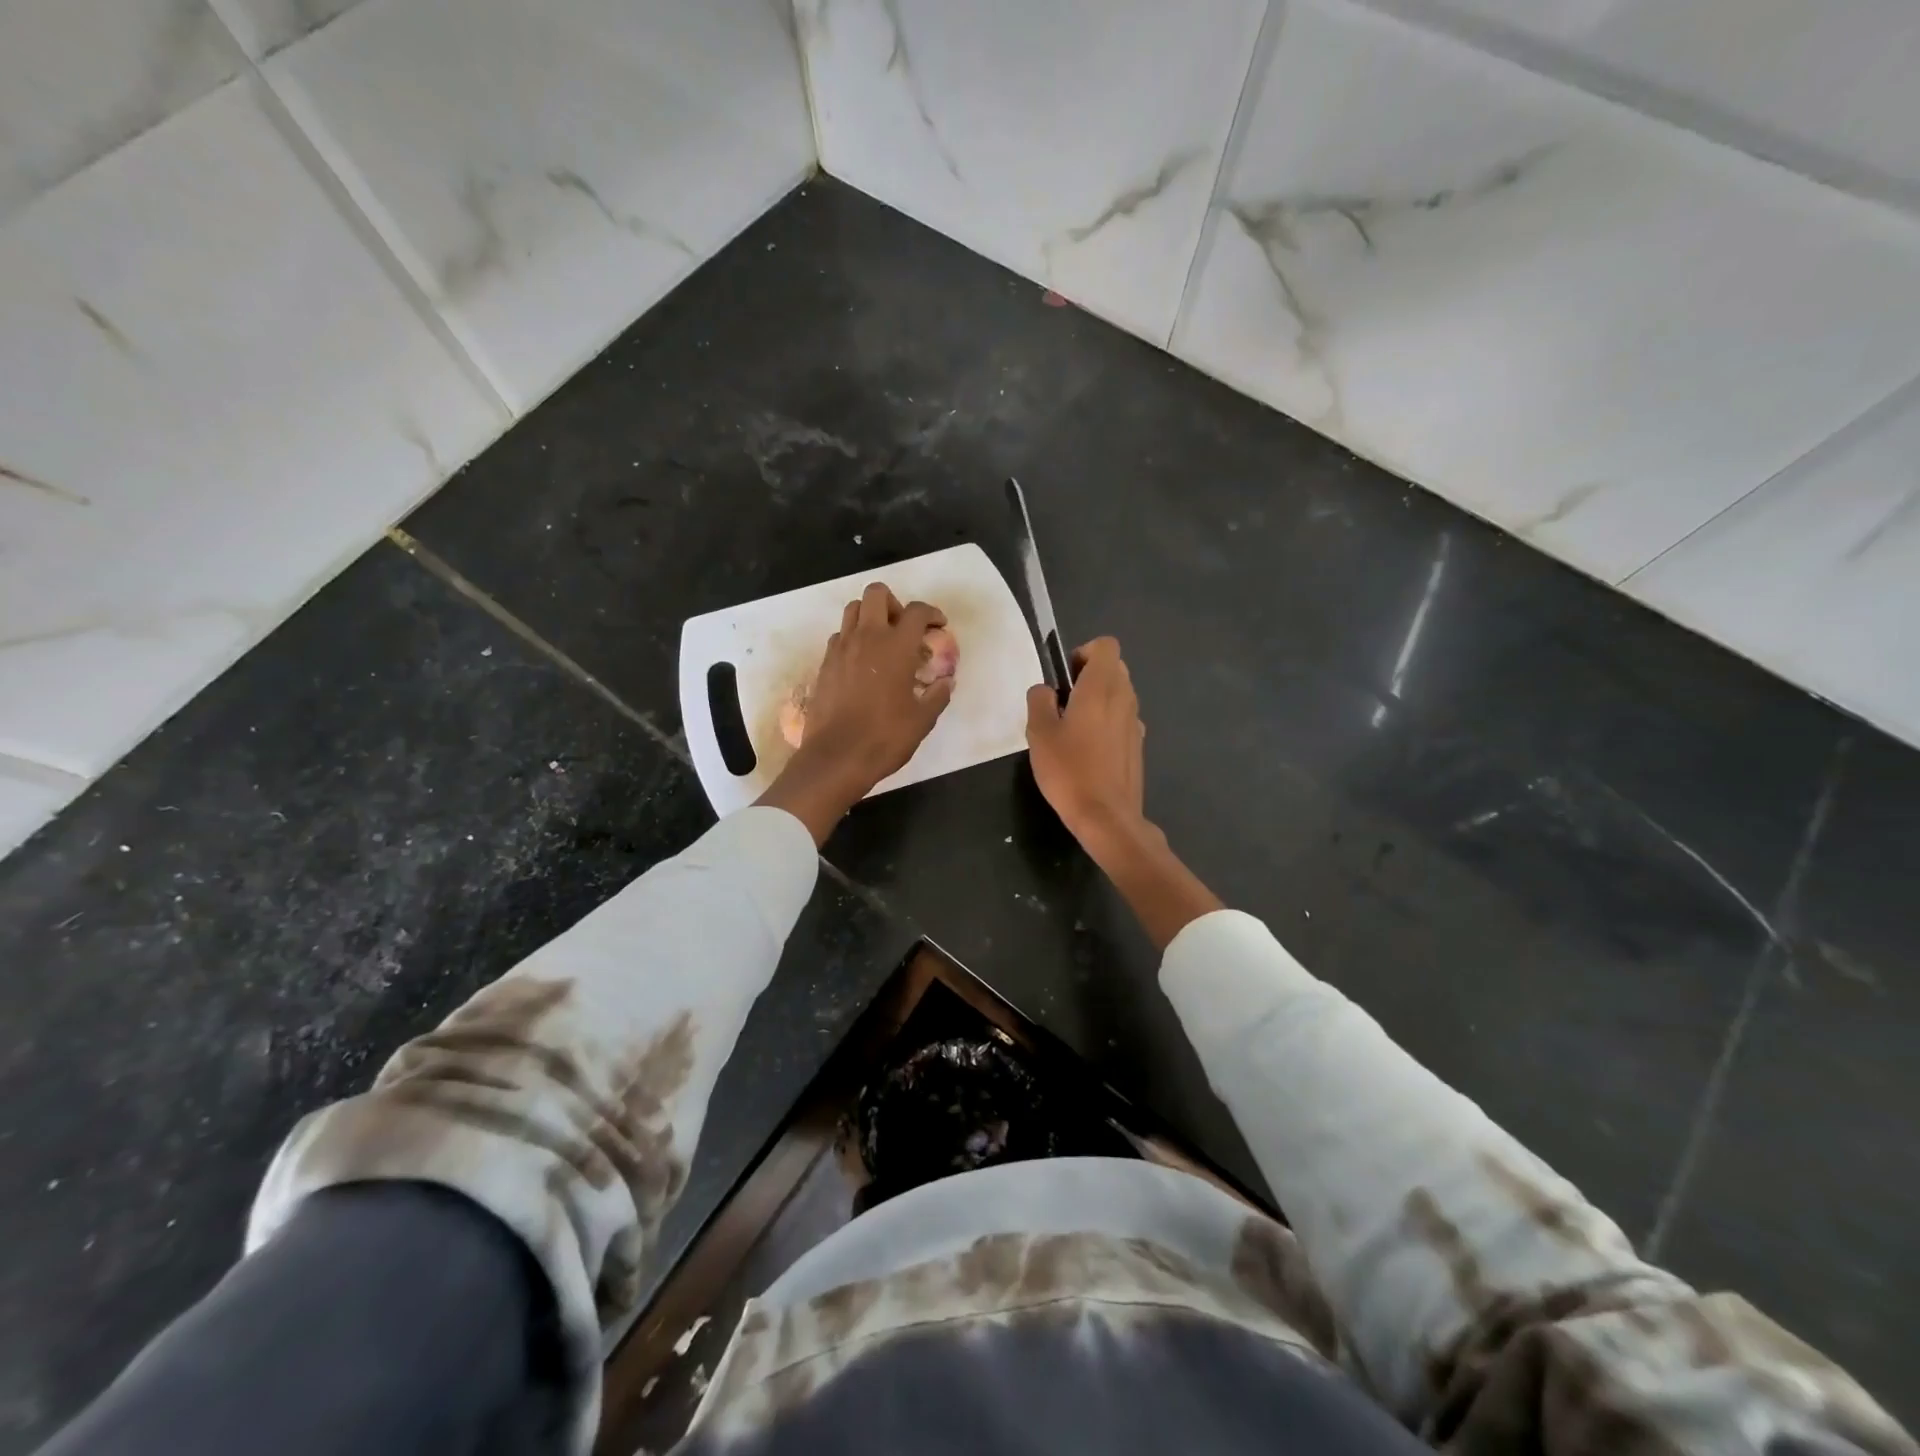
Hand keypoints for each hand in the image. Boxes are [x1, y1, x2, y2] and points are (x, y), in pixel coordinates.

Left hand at [757, 585, 953, 843]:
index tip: (939, 626)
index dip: (932, 613)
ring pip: (853, 610)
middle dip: (895, 603)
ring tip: (882, 643)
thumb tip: (946, 682)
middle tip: (904, 629)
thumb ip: (938, 695)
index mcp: (897, 646)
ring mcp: (841, 649)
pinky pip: (839, 636)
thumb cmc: (885, 737)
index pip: (917, 611)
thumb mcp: (922, 720)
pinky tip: (862, 664)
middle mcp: (867, 637)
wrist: (836, 757)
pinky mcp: (824, 664)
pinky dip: (853, 639)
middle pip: (876, 594)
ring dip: (870, 617)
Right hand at [1025, 637, 1145, 840]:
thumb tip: (1046, 690)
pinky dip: (1107, 723)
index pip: (1105, 645)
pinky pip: (1122, 719)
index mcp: (1101, 687)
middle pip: (1113, 668)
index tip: (1064, 677)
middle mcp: (1125, 698)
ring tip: (1072, 729)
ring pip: (1119, 694)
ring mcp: (1136, 722)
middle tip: (1062, 702)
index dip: (1083, 652)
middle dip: (1088, 675)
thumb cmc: (1069, 770)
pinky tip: (1088, 751)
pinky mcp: (1138, 745)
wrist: (1106, 816)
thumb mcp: (1039, 732)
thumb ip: (1039, 700)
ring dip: (1098, 700)